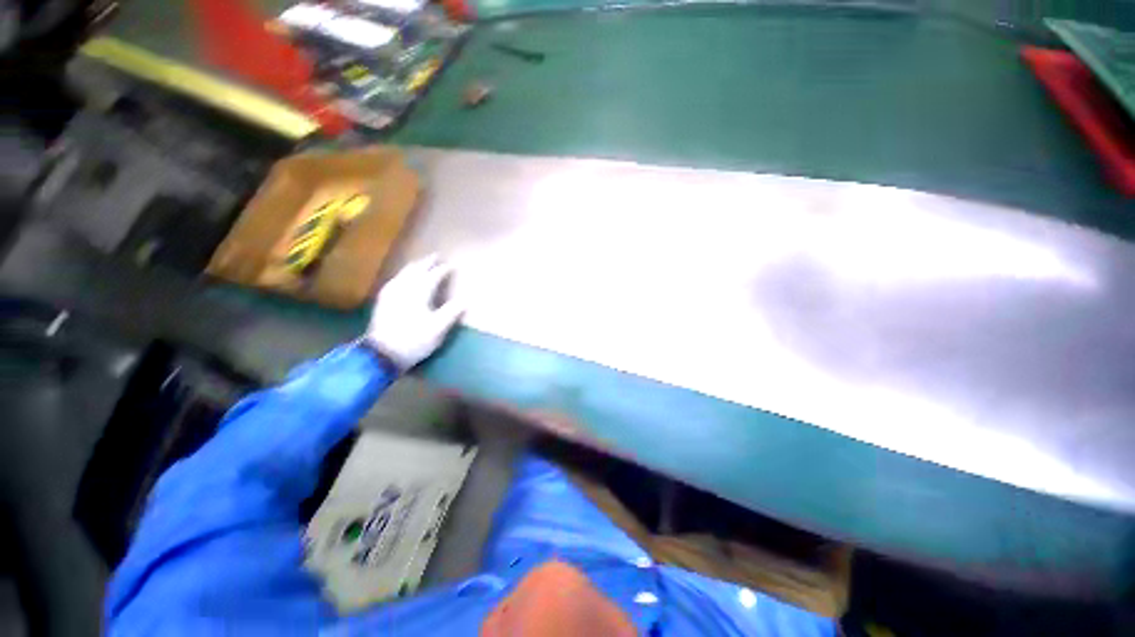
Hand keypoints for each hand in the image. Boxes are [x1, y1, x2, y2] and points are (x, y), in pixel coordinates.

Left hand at [366, 255, 463, 370]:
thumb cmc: (415, 339)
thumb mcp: (438, 328)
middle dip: (426, 262)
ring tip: (420, 263)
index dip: (443, 270)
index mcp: (419, 293)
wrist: (383, 353)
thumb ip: (452, 312)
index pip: (433, 276)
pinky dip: (402, 275)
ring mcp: (391, 293)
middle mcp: (404, 288)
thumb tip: (466, 299)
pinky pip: (394, 280)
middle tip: (435, 256)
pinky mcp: (383, 300)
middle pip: (416, 270)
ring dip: (414, 266)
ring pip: (403, 273)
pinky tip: (401, 278)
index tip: (451, 266)